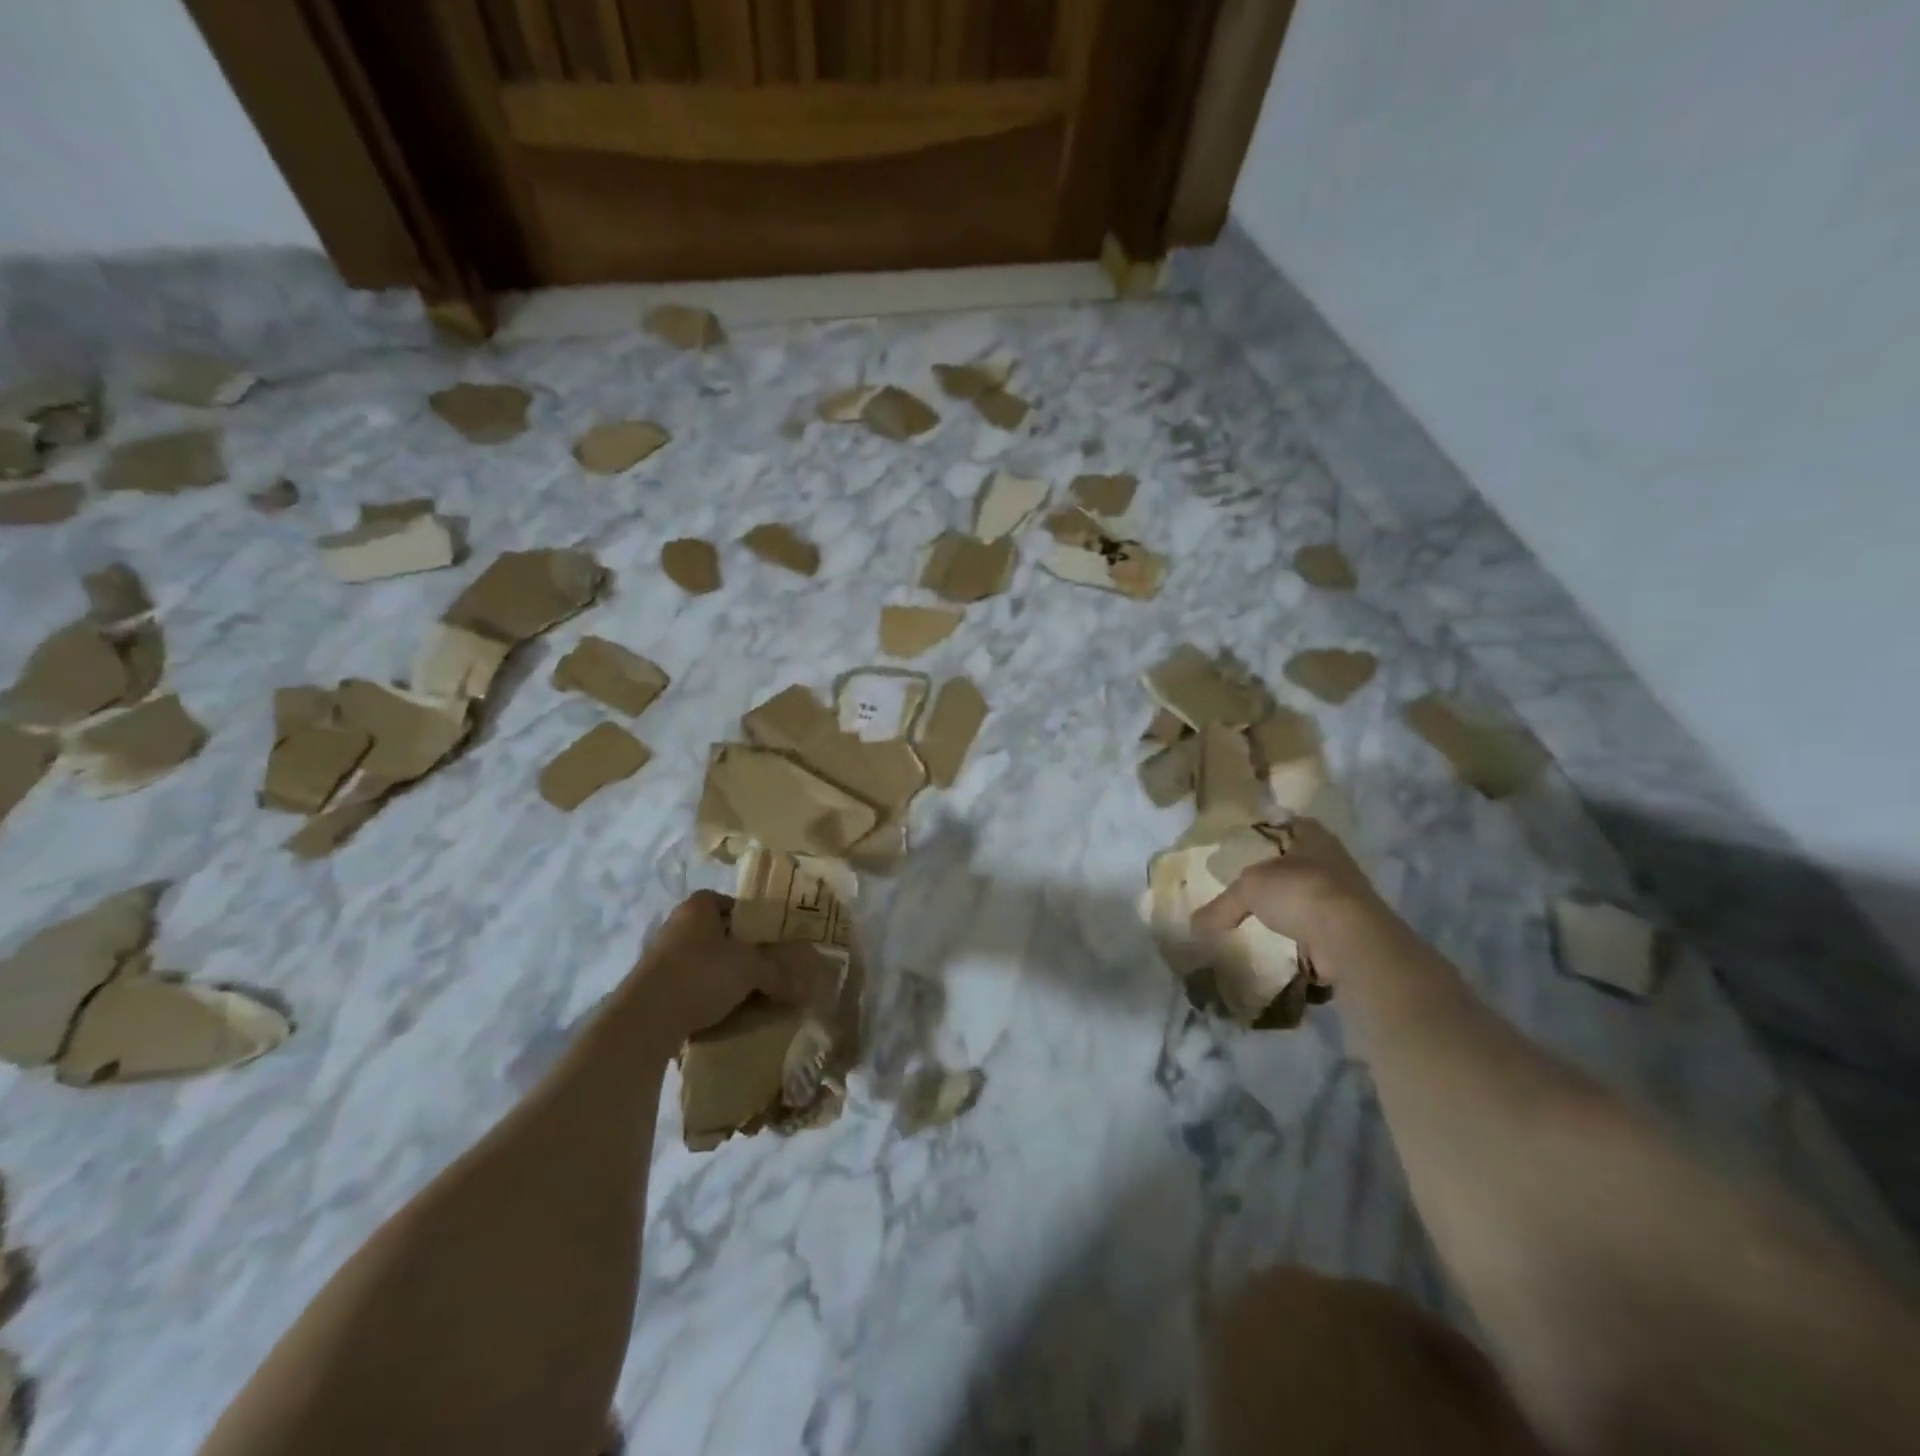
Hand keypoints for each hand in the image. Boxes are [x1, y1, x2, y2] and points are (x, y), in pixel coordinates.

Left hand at [615, 891, 830, 1055]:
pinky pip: (691, 986)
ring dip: (726, 977)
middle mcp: (677, 925)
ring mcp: (661, 958)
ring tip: (751, 995)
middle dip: (743, 952)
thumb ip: (779, 974)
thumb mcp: (750, 969)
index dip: (755, 919)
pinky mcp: (653, 988)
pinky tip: (725, 1013)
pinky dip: (708, 996)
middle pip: (720, 934)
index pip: (733, 903)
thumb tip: (807, 990)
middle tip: (768, 969)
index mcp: (699, 907)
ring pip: (706, 962)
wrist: (644, 1019)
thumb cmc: (701, 974)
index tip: (773, 940)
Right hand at [1190, 817, 1385, 984]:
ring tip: (1259, 917)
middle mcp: (1333, 860)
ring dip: (1290, 907)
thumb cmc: (1299, 891)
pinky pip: (1316, 927)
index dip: (1269, 830)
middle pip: (1299, 861)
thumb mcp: (1248, 889)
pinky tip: (1278, 943)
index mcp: (1314, 836)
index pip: (1289, 824)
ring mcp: (1345, 896)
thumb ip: (1223, 905)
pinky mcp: (1348, 928)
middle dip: (1278, 873)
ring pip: (1308, 895)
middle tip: (1247, 883)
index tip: (1247, 843)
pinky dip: (1299, 935)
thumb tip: (1194, 925)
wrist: (1349, 938)